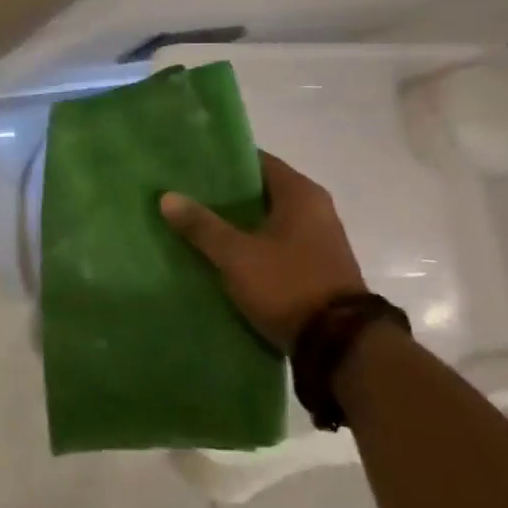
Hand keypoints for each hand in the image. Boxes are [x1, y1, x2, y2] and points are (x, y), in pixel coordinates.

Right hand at [160, 151, 366, 351]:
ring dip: (238, 223)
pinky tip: (224, 254)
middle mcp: (315, 208)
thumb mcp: (237, 256)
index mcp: (300, 193)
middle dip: (226, 195)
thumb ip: (202, 226)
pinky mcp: (316, 266)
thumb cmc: (288, 285)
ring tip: (198, 225)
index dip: (224, 162)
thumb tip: (167, 197)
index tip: (192, 166)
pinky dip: (253, 244)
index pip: (257, 161)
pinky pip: (277, 244)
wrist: (340, 346)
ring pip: (268, 220)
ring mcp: (319, 239)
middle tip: (187, 196)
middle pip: (261, 191)